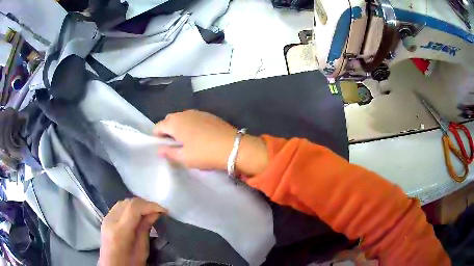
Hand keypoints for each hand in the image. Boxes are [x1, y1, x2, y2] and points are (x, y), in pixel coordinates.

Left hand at [99, 198, 166, 265]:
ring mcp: (106, 219)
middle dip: (145, 204)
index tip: (163, 211)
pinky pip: (119, 207)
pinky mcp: (106, 219)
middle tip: (159, 212)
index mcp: (120, 232)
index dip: (150, 205)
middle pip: (128, 203)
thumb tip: (154, 214)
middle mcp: (110, 221)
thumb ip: (145, 230)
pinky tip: (138, 214)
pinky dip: (130, 207)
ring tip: (150, 212)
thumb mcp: (142, 251)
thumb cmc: (129, 264)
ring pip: (123, 202)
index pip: (134, 208)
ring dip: (138, 205)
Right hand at [153, 110, 267, 175]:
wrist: (233, 147)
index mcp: (175, 122)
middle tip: (173, 145)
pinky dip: (191, 125)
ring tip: (186, 141)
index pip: (158, 126)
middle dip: (168, 131)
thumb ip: (169, 153)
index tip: (162, 147)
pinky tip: (198, 137)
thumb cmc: (204, 153)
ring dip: (179, 127)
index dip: (157, 137)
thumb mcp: (184, 157)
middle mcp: (184, 113)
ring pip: (182, 118)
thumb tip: (159, 150)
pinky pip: (193, 118)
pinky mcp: (209, 115)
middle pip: (169, 120)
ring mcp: (198, 112)